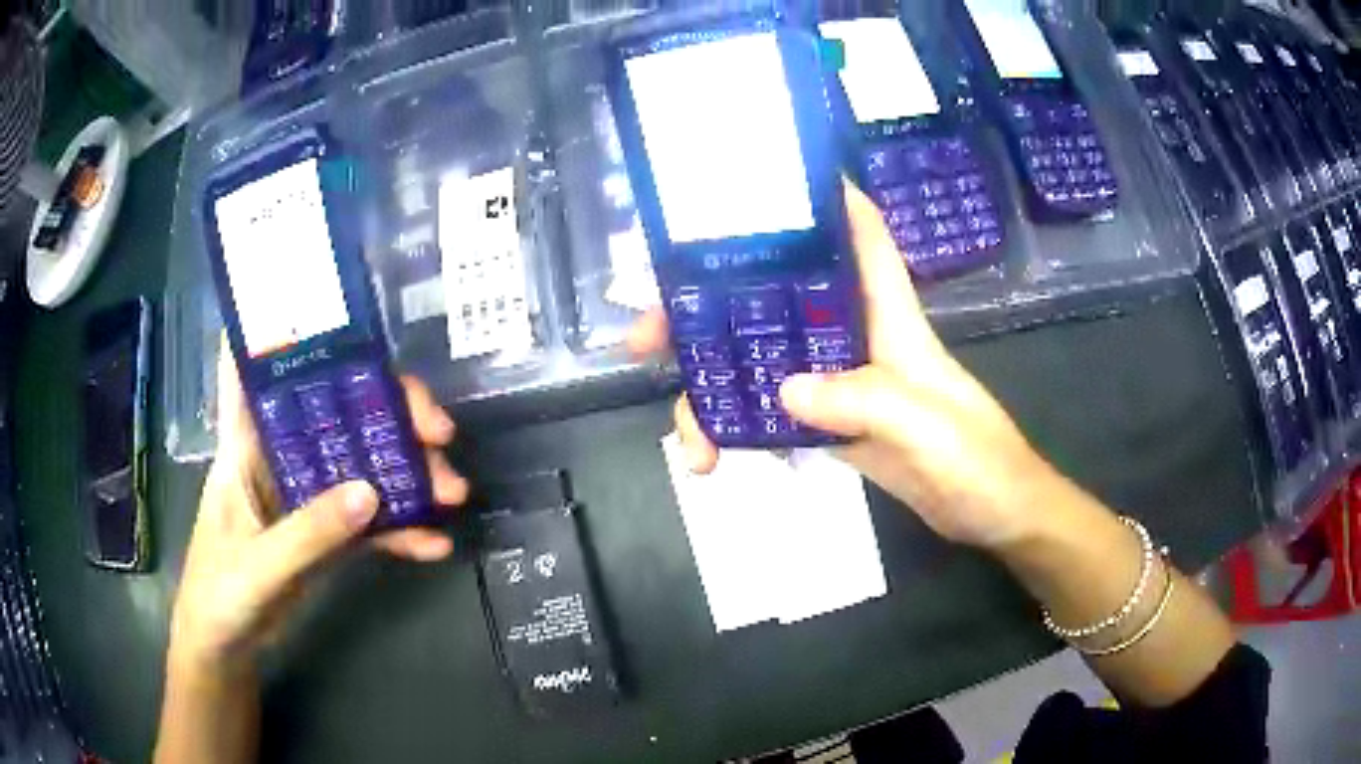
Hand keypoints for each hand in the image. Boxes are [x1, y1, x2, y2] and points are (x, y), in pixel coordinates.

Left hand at [169, 347, 468, 677]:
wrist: (229, 649)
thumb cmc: (220, 594)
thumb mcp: (259, 566)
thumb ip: (308, 533)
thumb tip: (370, 492)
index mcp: (245, 445)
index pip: (253, 369)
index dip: (276, 328)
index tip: (324, 305)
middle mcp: (280, 456)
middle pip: (336, 409)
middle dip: (389, 411)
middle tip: (438, 433)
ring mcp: (307, 495)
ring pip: (362, 461)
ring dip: (408, 473)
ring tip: (451, 493)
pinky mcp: (327, 533)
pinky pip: (370, 520)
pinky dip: (402, 529)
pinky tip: (434, 544)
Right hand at [628, 183, 1059, 549]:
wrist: (992, 512)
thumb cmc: (978, 457)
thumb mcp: (927, 425)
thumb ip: (865, 400)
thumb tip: (784, 391)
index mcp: (889, 315)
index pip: (859, 235)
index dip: (820, 198)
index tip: (753, 184)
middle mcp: (855, 335)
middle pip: (774, 299)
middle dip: (708, 306)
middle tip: (648, 333)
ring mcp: (838, 380)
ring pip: (761, 361)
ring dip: (712, 385)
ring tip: (687, 436)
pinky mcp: (830, 422)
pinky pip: (769, 412)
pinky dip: (736, 429)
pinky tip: (713, 458)